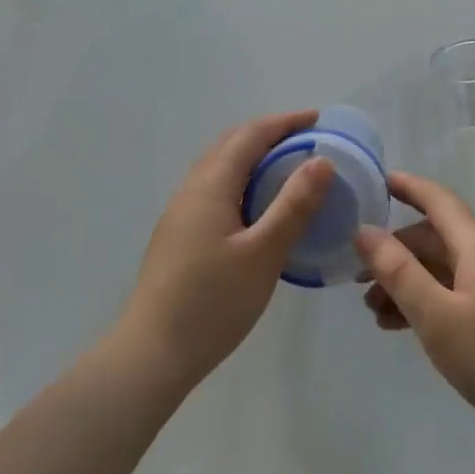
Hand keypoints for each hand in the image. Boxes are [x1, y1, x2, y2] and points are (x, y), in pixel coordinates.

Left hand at [117, 111, 333, 391]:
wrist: (152, 353)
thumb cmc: (212, 302)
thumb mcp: (263, 253)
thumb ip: (293, 206)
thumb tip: (322, 161)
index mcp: (211, 185)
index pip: (250, 135)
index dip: (285, 123)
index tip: (318, 119)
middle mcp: (192, 189)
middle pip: (231, 144)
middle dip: (268, 134)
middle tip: (306, 141)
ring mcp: (181, 213)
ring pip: (220, 168)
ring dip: (252, 157)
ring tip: (286, 169)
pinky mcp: (179, 235)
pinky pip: (214, 190)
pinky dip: (241, 181)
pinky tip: (256, 207)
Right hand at [354, 172, 474, 445]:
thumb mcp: (436, 316)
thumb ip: (398, 271)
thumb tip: (364, 231)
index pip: (437, 199)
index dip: (406, 186)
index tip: (375, 181)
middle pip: (435, 238)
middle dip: (395, 253)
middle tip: (359, 280)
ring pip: (444, 269)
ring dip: (409, 283)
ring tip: (376, 314)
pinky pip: (458, 291)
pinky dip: (430, 301)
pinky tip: (406, 328)